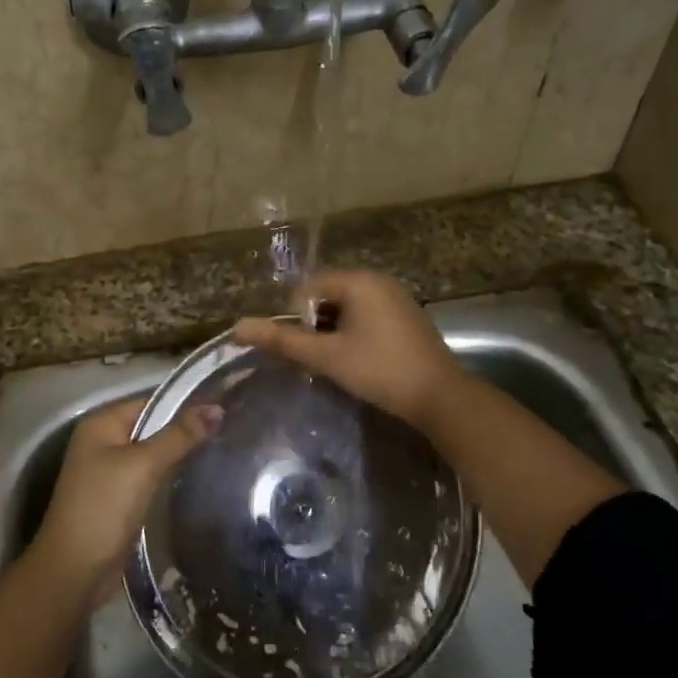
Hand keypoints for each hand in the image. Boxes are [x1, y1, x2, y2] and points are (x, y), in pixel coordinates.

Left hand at [31, 395, 220, 603]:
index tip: (226, 409)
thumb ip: (179, 436)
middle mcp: (103, 442)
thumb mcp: (143, 466)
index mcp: (102, 424)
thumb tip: (217, 408)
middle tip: (231, 432)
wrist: (74, 572)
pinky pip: (151, 478)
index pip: (153, 402)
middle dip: (187, 431)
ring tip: (225, 451)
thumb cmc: (104, 509)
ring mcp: (110, 472)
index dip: (187, 405)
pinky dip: (171, 477)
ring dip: (181, 456)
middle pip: (154, 427)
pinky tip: (200, 480)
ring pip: (154, 455)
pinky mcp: (119, 498)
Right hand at [231, 270, 462, 428]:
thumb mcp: (327, 356)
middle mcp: (378, 280)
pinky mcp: (407, 316)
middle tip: (317, 357)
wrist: (440, 397)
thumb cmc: (379, 370)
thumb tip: (238, 327)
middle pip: (328, 295)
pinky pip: (368, 315)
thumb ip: (282, 340)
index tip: (304, 349)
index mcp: (359, 281)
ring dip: (334, 330)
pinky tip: (358, 359)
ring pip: (348, 307)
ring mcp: (396, 297)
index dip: (297, 317)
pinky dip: (355, 332)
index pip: (309, 287)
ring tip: (335, 360)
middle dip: (316, 324)